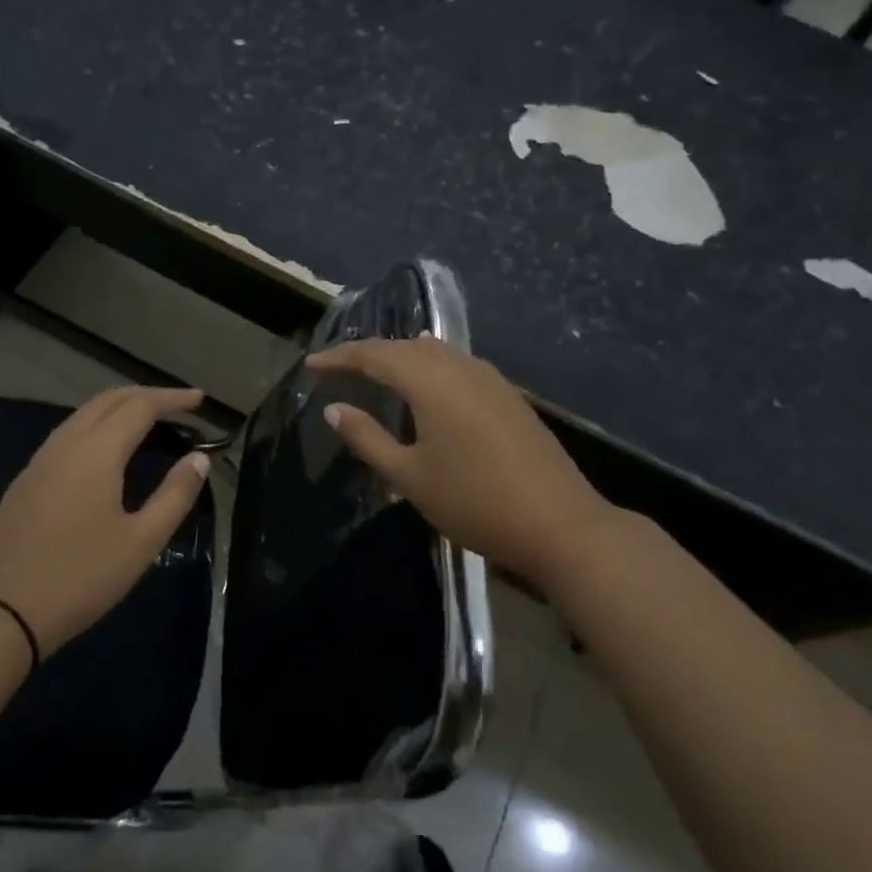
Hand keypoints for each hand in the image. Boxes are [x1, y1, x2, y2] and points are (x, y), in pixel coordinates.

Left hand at [0, 387, 210, 656]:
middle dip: (146, 395)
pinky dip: (96, 428)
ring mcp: (38, 462)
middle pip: (108, 400)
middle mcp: (64, 445)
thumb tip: (199, 458)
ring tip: (148, 423)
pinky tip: (106, 452)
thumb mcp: (141, 542)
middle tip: (179, 406)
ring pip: (83, 415)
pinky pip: (66, 435)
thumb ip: (174, 495)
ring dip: (119, 409)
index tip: (200, 400)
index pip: (140, 406)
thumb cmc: (80, 578)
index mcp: (95, 452)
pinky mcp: (24, 482)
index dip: (173, 398)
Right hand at [306, 337, 620, 588]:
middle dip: (368, 354)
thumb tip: (335, 410)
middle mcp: (460, 367)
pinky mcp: (509, 396)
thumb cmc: (474, 501)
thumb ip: (368, 438)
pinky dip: (429, 368)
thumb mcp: (409, 475)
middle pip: (404, 348)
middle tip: (337, 369)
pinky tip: (426, 385)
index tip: (311, 365)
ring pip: (435, 353)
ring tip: (376, 373)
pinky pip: (457, 366)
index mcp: (430, 381)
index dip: (339, 358)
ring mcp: (490, 379)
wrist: (560, 524)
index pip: (374, 355)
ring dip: (401, 358)